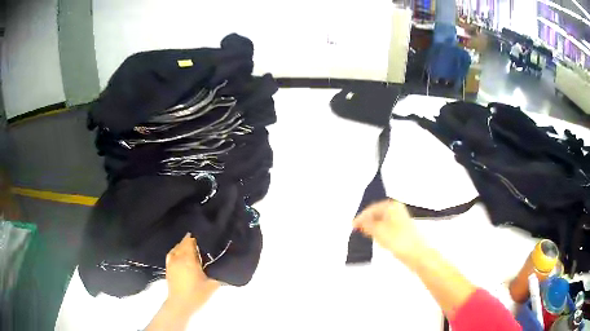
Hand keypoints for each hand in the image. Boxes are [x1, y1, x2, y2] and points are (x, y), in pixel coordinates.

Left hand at [165, 233, 219, 312]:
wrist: (180, 304)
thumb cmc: (197, 294)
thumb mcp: (213, 284)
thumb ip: (218, 273)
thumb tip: (224, 264)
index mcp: (189, 258)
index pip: (192, 241)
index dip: (199, 237)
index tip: (207, 237)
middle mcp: (179, 257)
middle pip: (184, 242)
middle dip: (192, 240)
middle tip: (203, 242)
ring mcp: (172, 261)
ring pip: (177, 247)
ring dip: (184, 244)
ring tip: (193, 246)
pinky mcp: (168, 267)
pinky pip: (172, 253)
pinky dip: (176, 249)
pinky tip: (180, 252)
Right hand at [353, 200, 425, 264]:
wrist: (416, 254)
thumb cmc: (401, 241)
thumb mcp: (378, 231)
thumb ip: (367, 225)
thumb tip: (360, 222)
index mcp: (393, 206)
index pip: (372, 208)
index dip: (361, 216)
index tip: (354, 224)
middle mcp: (398, 210)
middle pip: (378, 213)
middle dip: (367, 220)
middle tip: (358, 227)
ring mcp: (401, 220)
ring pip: (383, 220)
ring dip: (373, 226)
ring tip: (365, 233)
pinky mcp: (403, 230)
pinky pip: (388, 227)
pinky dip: (380, 230)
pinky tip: (376, 237)